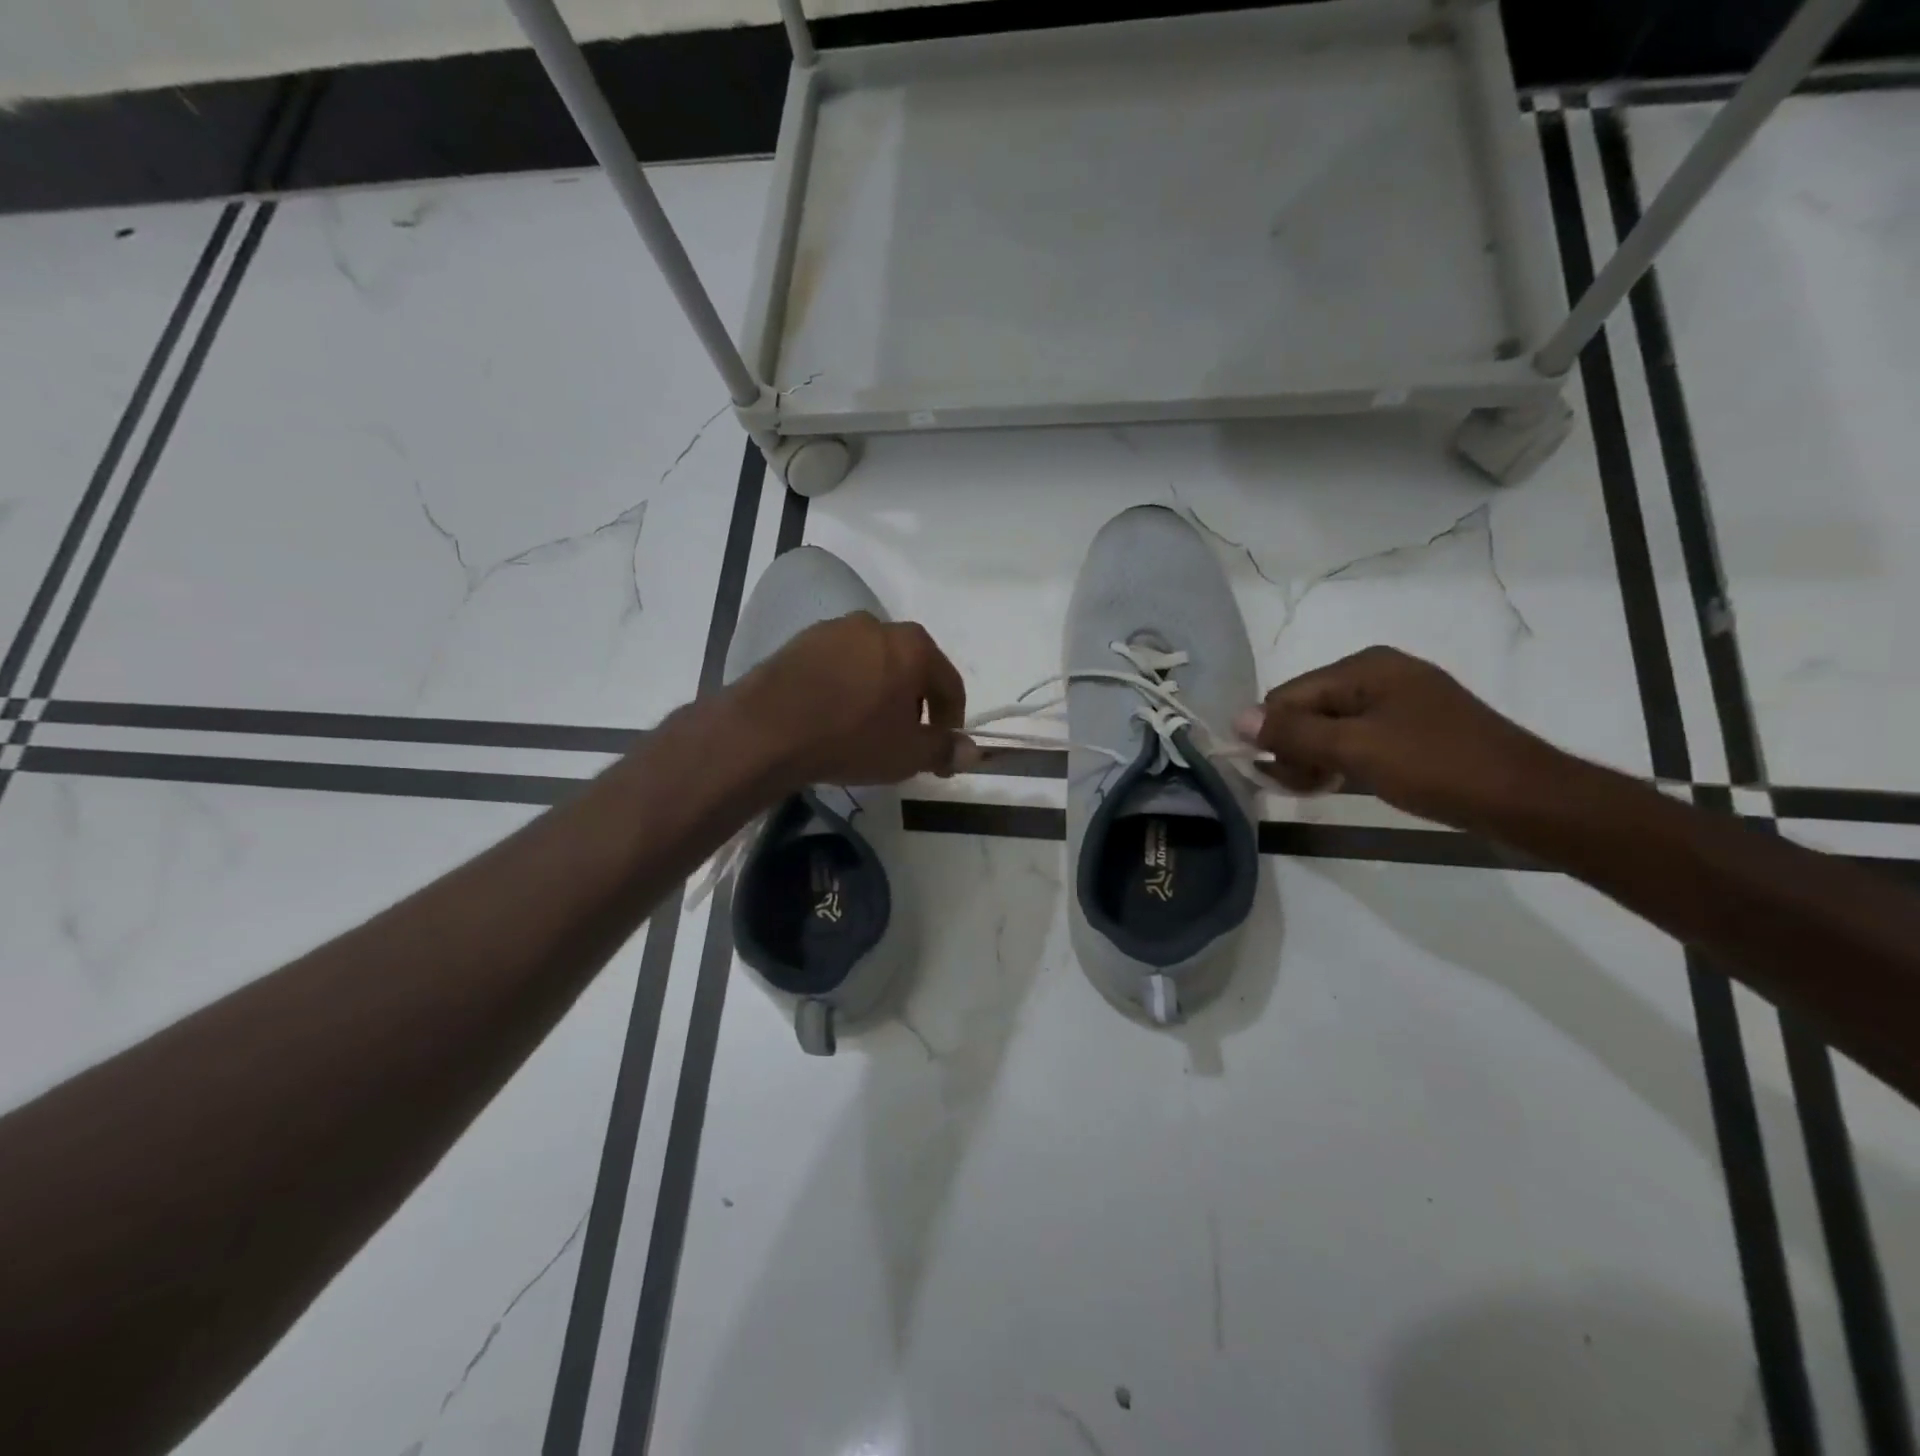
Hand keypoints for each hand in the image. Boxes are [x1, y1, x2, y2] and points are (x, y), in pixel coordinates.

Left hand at [733, 613, 980, 787]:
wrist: (767, 729)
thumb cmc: (851, 738)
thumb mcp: (907, 754)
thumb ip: (944, 749)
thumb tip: (972, 752)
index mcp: (914, 646)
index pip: (949, 683)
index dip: (951, 721)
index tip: (941, 751)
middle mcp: (877, 626)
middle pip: (911, 668)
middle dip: (914, 704)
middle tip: (905, 740)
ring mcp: (835, 629)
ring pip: (873, 664)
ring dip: (879, 693)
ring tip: (866, 730)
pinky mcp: (801, 641)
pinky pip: (838, 666)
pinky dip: (845, 688)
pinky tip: (833, 717)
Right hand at [1235, 646, 1569, 830]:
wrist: (1526, 800)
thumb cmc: (1436, 768)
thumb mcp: (1355, 750)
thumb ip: (1293, 734)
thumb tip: (1235, 719)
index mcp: (1364, 667)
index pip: (1287, 696)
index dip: (1274, 737)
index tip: (1280, 778)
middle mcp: (1378, 673)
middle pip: (1307, 709)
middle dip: (1295, 748)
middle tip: (1305, 788)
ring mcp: (1400, 700)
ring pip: (1331, 726)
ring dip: (1317, 758)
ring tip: (1327, 789)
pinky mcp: (1414, 726)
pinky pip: (1359, 736)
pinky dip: (1344, 759)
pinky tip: (1348, 783)